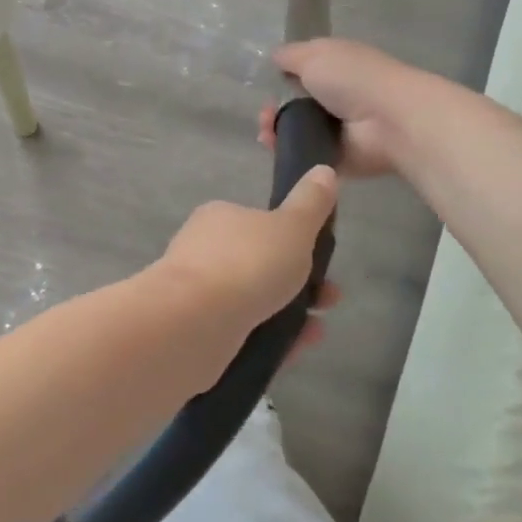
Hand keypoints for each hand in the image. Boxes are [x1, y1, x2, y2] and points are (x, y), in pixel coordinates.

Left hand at [157, 167, 340, 364]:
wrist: (192, 324)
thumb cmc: (246, 264)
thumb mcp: (292, 227)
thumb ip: (311, 203)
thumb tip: (324, 171)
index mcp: (218, 219)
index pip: (259, 224)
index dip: (295, 241)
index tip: (323, 259)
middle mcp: (202, 252)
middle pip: (258, 266)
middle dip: (300, 283)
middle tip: (329, 300)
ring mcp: (195, 294)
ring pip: (251, 303)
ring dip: (288, 315)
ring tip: (316, 331)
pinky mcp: (194, 331)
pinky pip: (239, 334)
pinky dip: (267, 341)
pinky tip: (291, 351)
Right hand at [260, 39, 435, 178]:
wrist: (387, 121)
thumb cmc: (353, 78)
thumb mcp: (315, 54)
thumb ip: (290, 56)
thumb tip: (275, 58)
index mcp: (335, 69)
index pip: (301, 73)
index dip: (280, 78)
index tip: (268, 84)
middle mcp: (335, 99)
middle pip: (293, 106)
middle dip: (272, 109)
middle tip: (265, 114)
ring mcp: (334, 131)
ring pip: (293, 133)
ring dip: (274, 131)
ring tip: (267, 133)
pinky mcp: (333, 158)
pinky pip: (301, 156)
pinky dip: (285, 153)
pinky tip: (275, 147)